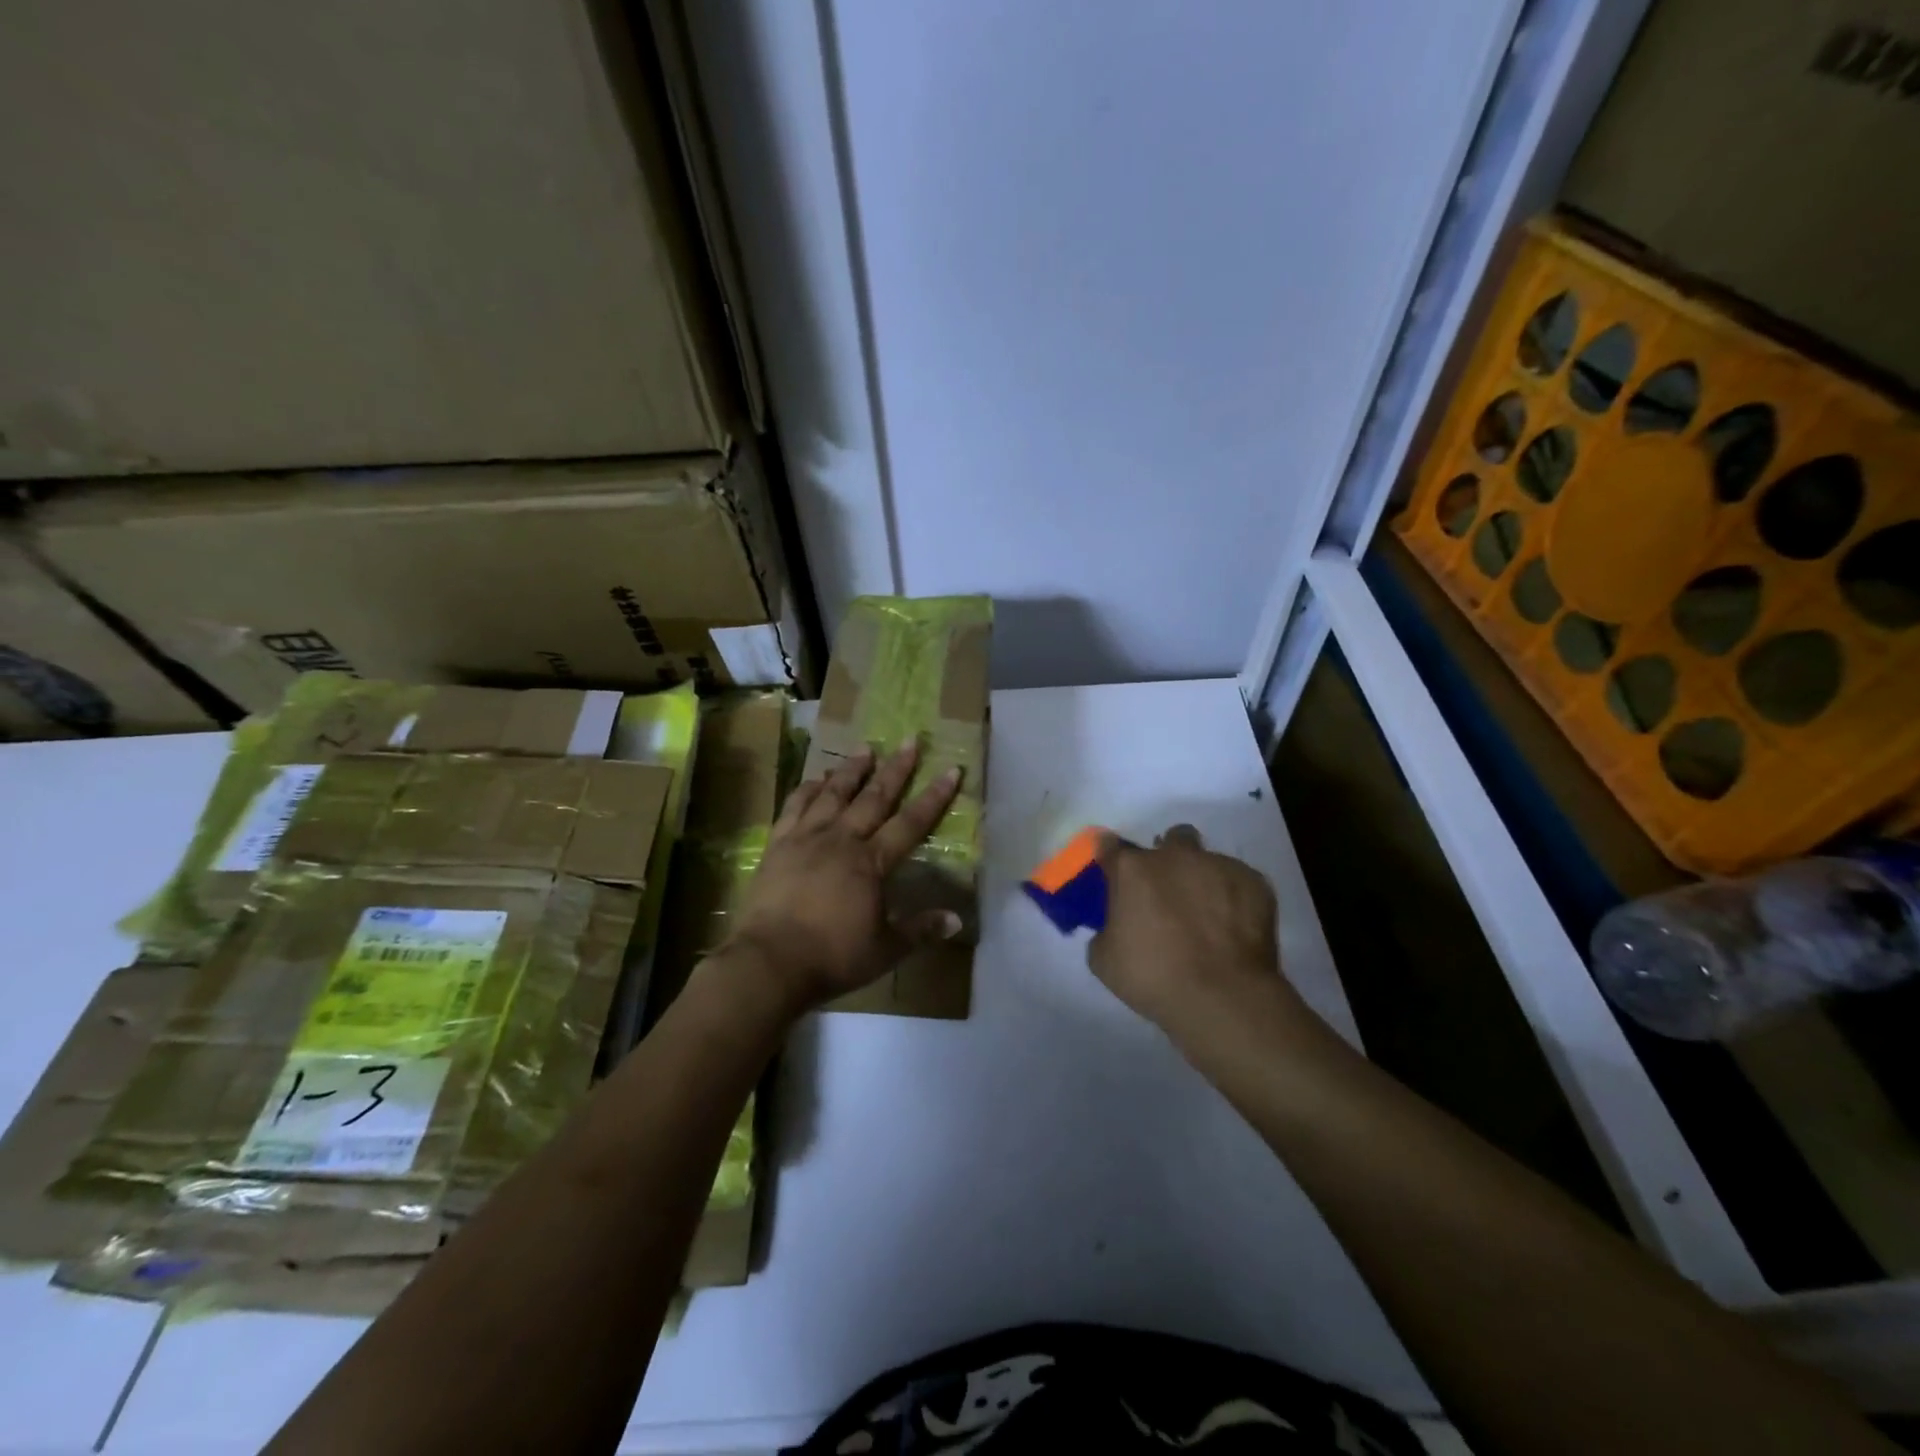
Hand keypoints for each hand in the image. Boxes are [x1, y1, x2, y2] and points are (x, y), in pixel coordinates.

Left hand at [724, 742, 962, 1012]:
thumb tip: (956, 919)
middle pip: (873, 797)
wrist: (769, 962)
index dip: (933, 797)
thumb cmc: (832, 957)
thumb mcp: (886, 950)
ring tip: (865, 749)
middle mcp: (841, 840)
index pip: (910, 823)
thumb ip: (921, 930)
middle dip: (895, 769)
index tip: (950, 770)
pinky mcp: (778, 845)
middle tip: (909, 741)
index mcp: (871, 863)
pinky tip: (816, 778)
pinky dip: (808, 788)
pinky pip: (795, 806)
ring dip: (851, 770)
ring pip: (833, 794)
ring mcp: (806, 838)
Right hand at [1088, 825, 1293, 1034]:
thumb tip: (1117, 927)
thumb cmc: (1154, 977)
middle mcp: (1174, 856)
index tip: (1114, 875)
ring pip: (1207, 860)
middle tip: (1167, 893)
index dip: (1111, 860)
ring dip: (1201, 878)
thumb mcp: (1104, 960)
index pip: (1110, 845)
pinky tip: (1233, 928)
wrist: (1223, 996)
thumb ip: (1106, 930)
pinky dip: (1233, 899)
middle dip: (1168, 859)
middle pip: (1170, 840)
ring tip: (1206, 915)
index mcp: (1132, 869)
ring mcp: (1218, 865)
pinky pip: (1238, 882)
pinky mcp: (1254, 881)